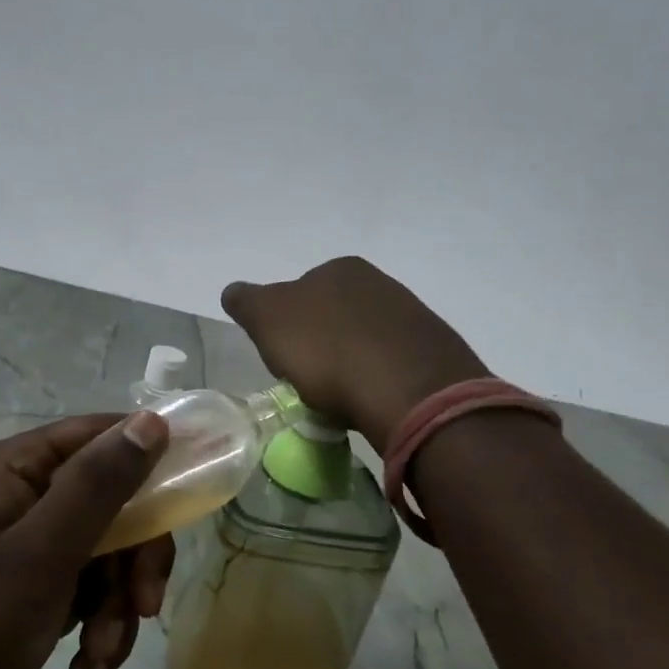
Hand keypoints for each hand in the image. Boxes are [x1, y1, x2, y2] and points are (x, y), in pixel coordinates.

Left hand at [0, 412, 170, 668]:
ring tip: (98, 656)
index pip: (101, 435)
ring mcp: (35, 541)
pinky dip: (101, 627)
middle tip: (144, 605)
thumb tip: (153, 421)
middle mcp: (28, 493)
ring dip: (118, 606)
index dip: (151, 455)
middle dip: (135, 558)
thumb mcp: (42, 554)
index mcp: (17, 467)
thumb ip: (99, 485)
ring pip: (113, 551)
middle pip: (117, 499)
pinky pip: (95, 588)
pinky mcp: (41, 585)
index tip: (195, 488)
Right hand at [222, 257, 487, 448]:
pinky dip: (378, 377)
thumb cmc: (327, 350)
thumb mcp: (267, 320)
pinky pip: (393, 362)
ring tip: (343, 397)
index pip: (299, 292)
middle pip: (334, 315)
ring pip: (365, 338)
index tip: (285, 358)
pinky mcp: (434, 350)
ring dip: (351, 361)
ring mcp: (411, 314)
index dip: (286, 326)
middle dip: (321, 343)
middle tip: (311, 379)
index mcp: (338, 269)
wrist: (408, 390)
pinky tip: (373, 399)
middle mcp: (378, 282)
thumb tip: (234, 292)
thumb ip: (247, 301)